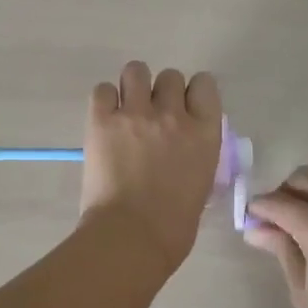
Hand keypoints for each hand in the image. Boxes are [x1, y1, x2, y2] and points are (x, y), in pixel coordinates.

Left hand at [80, 61, 223, 272]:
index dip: (193, 93)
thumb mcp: (201, 182)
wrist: (132, 237)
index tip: (184, 107)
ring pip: (136, 71)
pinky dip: (104, 100)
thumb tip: (182, 147)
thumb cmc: (174, 225)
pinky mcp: (102, 120)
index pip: (205, 85)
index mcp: (205, 133)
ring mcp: (136, 114)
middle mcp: (173, 114)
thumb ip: (195, 153)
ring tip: (125, 110)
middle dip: (161, 92)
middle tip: (150, 116)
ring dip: (132, 87)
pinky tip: (104, 120)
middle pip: (170, 76)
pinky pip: (102, 90)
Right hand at [246, 168, 307, 307]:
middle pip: (306, 179)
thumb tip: (255, 229)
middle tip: (271, 218)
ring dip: (306, 191)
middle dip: (284, 191)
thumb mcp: (301, 288)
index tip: (247, 218)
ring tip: (294, 221)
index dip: (259, 207)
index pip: (280, 203)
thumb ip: (280, 248)